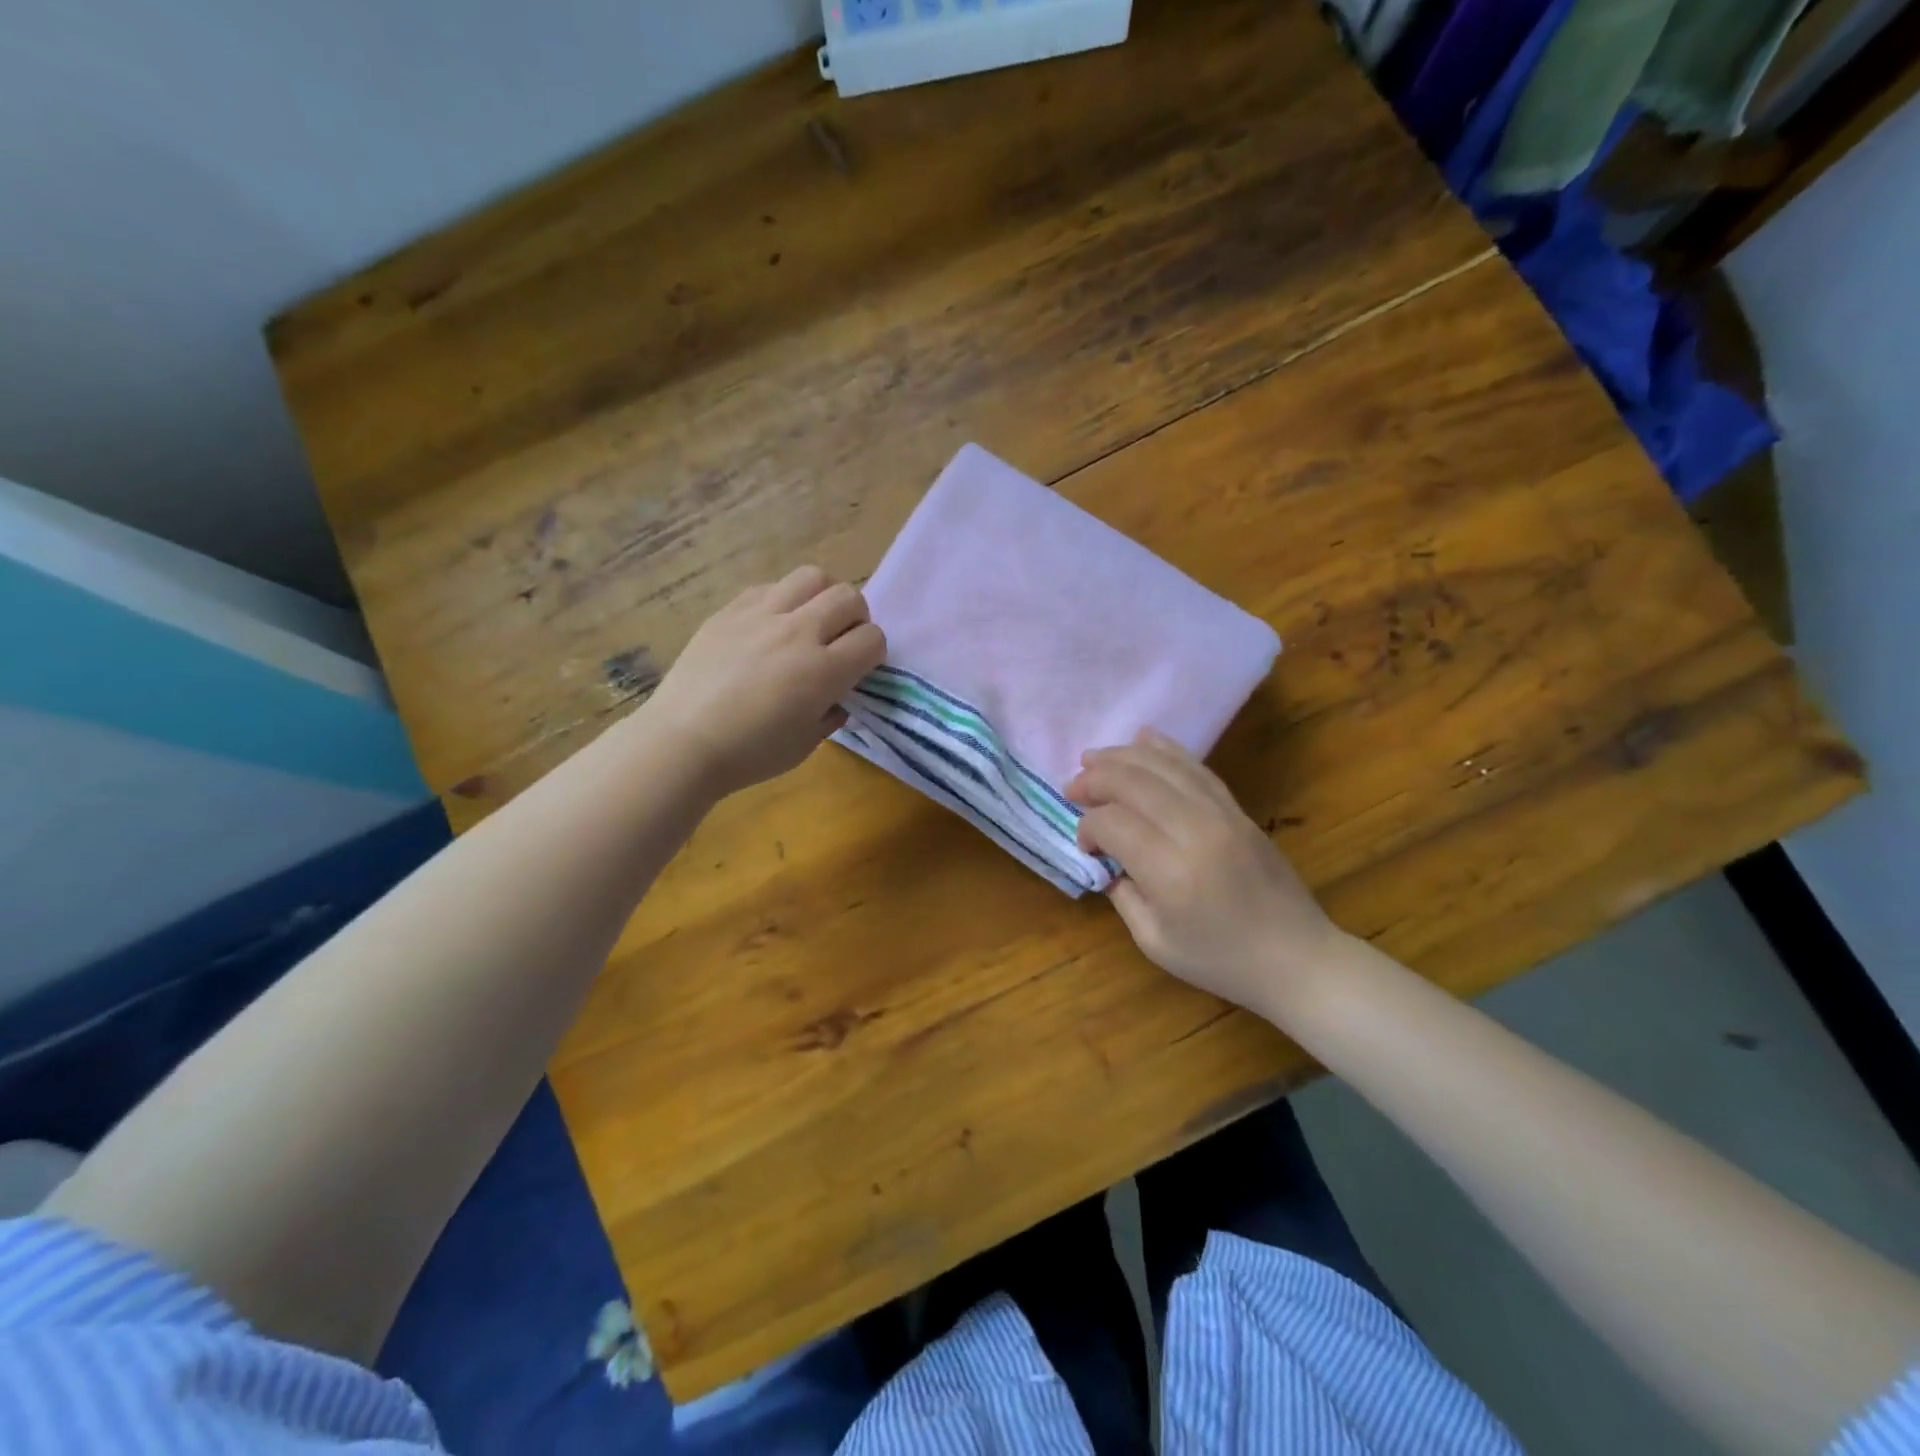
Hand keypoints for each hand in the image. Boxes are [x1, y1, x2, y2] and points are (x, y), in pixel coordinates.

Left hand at [644, 566, 885, 797]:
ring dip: (821, 597)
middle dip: (856, 618)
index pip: (872, 638)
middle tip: (839, 641)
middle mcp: (798, 632)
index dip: (873, 653)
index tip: (860, 668)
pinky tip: (770, 626)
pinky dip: (782, 600)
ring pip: (812, 576)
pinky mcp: (730, 610)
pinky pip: (769, 587)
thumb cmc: (749, 753)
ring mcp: (761, 615)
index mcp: (823, 671)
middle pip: (849, 596)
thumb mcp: (806, 744)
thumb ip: (831, 712)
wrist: (682, 743)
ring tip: (808, 621)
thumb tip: (837, 695)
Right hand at [1065, 730, 1338, 1021]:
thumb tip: (1104, 858)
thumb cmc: (1221, 961)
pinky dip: (1165, 750)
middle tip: (1073, 788)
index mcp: (1171, 873)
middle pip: (1134, 783)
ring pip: (1164, 767)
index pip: (1113, 824)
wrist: (1298, 958)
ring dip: (1122, 757)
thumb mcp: (1155, 942)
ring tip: (1093, 758)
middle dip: (1095, 780)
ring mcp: (1221, 815)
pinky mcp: (1237, 809)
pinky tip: (1142, 740)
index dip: (1087, 827)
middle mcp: (1195, 832)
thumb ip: (1122, 895)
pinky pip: (1196, 768)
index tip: (1084, 845)